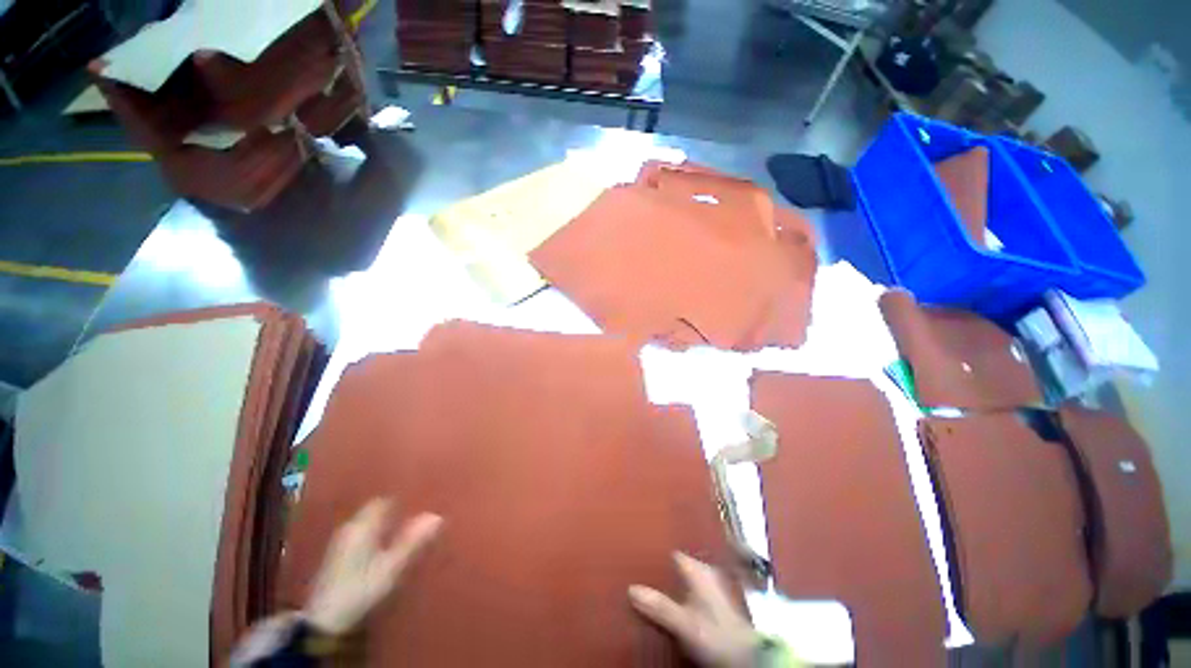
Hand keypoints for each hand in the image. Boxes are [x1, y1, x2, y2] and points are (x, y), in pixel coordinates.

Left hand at [303, 498, 442, 634]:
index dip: (401, 499)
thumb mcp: (391, 567)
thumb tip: (437, 516)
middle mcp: (350, 528)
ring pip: (367, 523)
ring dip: (384, 523)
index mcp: (362, 526)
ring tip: (404, 529)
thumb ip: (413, 541)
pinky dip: (374, 535)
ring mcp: (341, 543)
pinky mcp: (337, 557)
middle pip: (374, 510)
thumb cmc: (361, 589)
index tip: (420, 501)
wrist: (324, 622)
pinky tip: (384, 546)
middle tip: (416, 516)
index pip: (383, 501)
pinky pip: (360, 535)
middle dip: (394, 511)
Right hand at [629, 552, 757, 667]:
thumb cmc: (716, 634)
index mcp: (698, 569)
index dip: (655, 557)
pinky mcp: (714, 603)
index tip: (637, 560)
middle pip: (676, 567)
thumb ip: (660, 606)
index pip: (671, 554)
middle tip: (639, 575)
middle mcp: (704, 572)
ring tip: (650, 589)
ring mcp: (711, 587)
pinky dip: (678, 595)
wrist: (746, 657)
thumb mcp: (684, 622)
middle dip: (660, 571)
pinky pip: (689, 592)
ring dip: (669, 584)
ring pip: (683, 580)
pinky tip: (669, 604)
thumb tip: (630, 589)